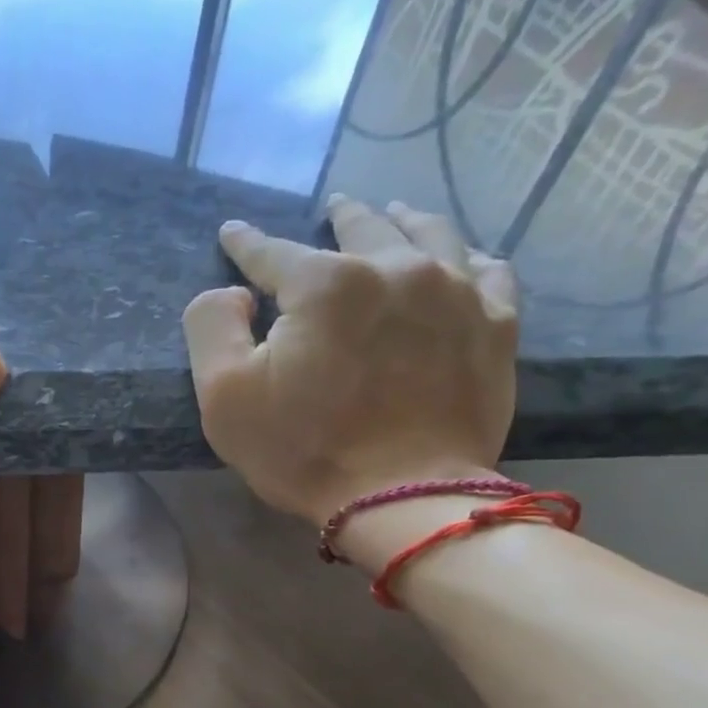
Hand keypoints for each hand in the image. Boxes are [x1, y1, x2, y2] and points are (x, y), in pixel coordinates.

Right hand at [181, 195, 518, 525]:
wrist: (402, 499)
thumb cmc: (303, 450)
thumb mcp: (224, 396)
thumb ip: (212, 326)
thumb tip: (235, 292)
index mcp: (326, 284)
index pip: (274, 252)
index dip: (247, 243)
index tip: (233, 232)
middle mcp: (396, 268)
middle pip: (363, 227)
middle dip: (340, 215)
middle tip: (333, 208)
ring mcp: (455, 291)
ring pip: (430, 233)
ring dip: (404, 219)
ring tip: (394, 213)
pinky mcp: (495, 324)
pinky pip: (487, 269)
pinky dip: (465, 256)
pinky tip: (458, 258)